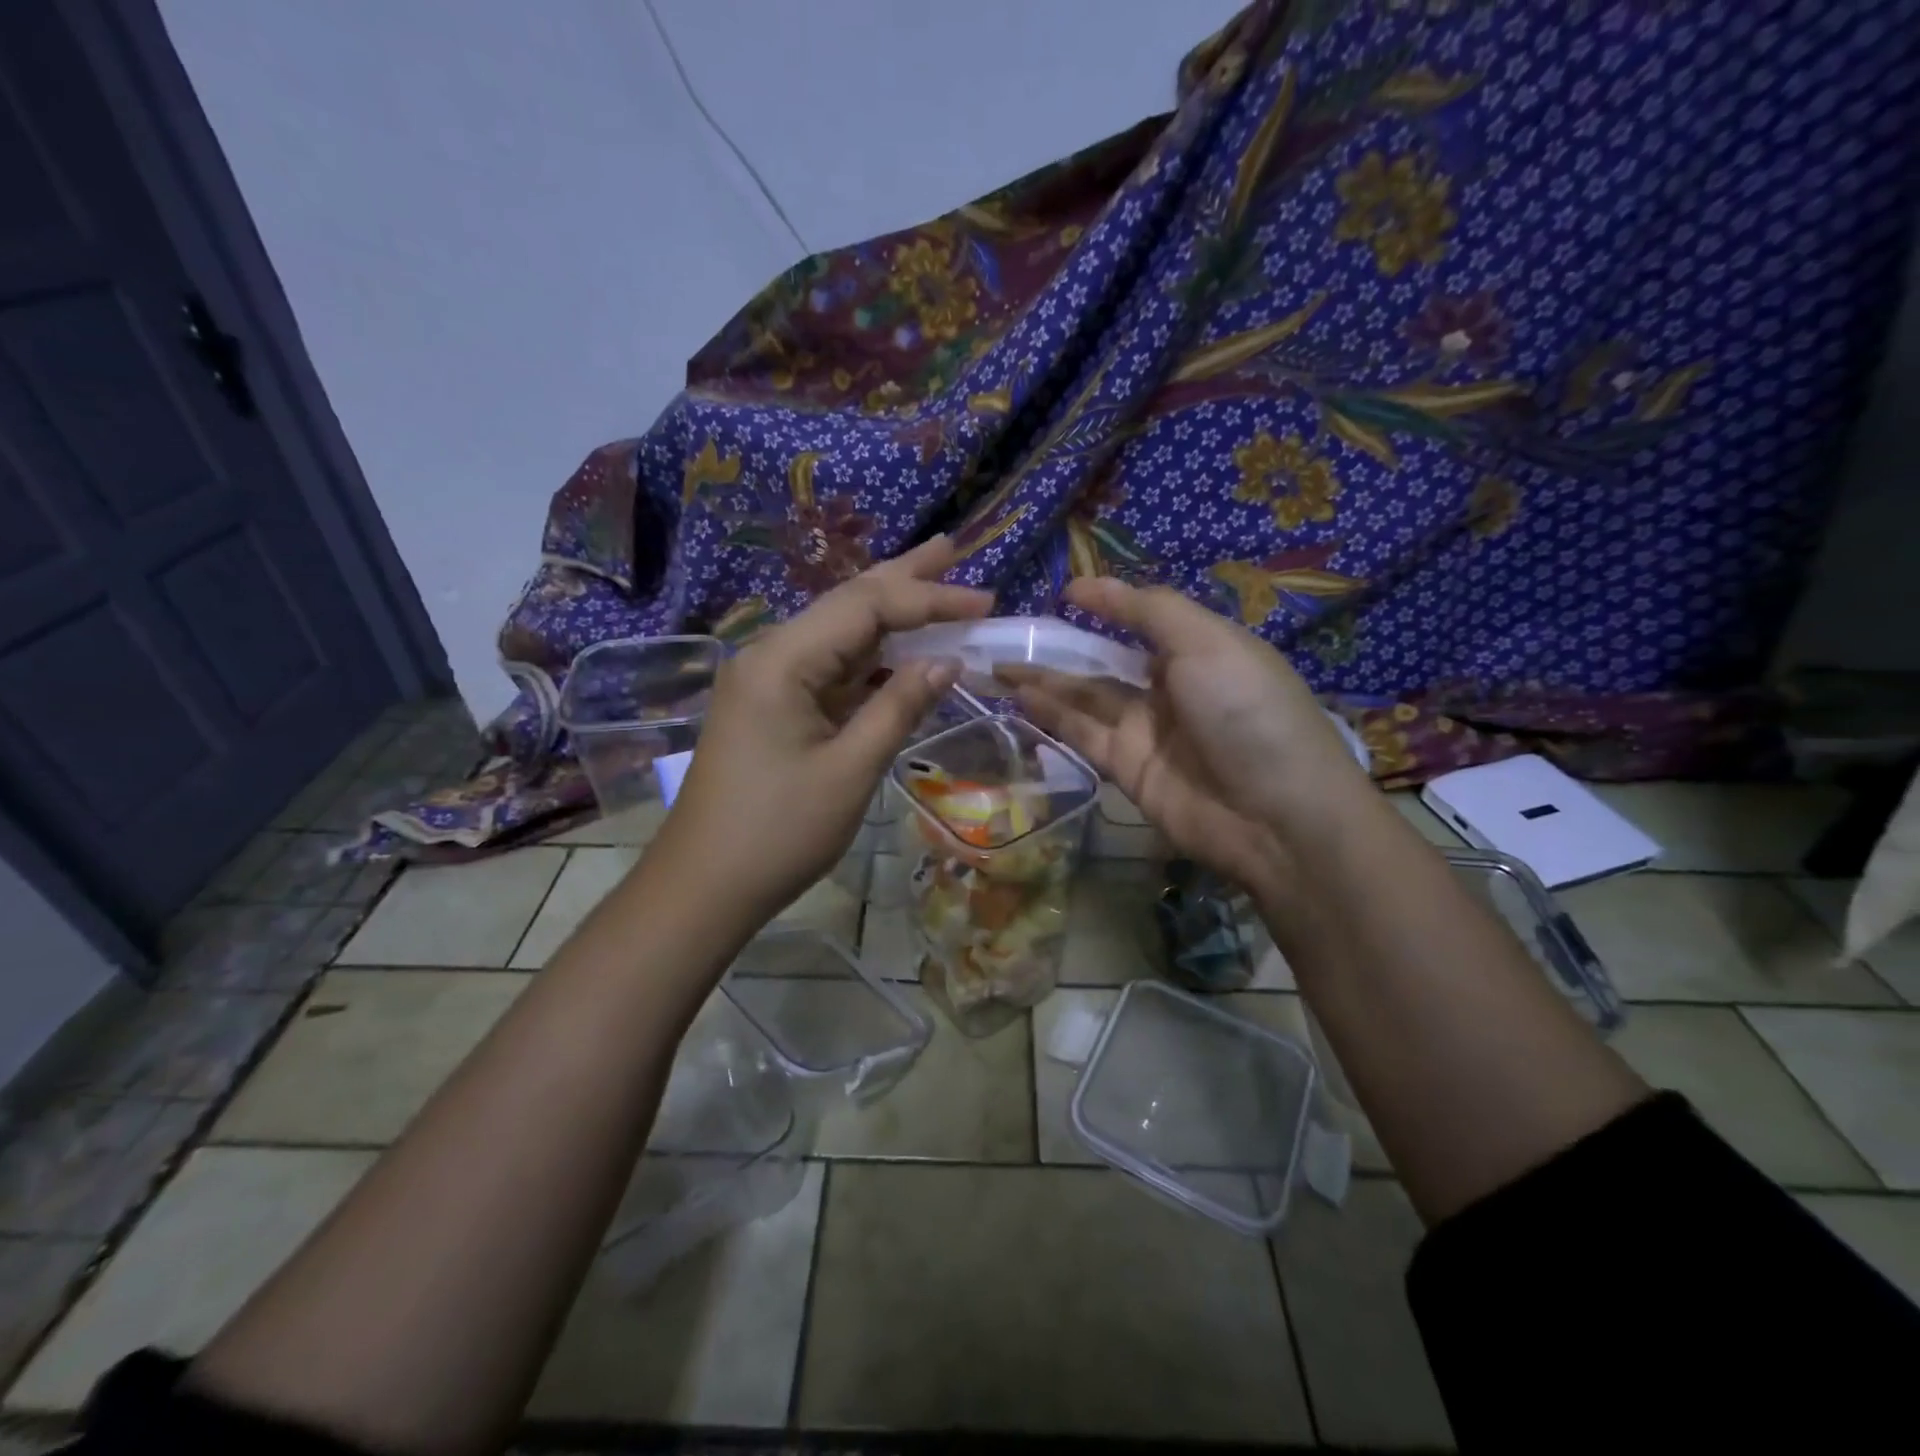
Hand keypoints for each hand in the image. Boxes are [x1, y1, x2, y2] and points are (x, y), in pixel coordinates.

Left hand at [653, 536, 991, 924]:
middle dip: (903, 578)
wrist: (705, 886)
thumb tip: (946, 660)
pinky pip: (831, 669)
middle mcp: (771, 655)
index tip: (985, 604)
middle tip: (953, 548)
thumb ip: (899, 707)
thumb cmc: (779, 832)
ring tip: (936, 585)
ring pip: (840, 634)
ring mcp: (769, 681)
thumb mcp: (851, 770)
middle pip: (847, 603)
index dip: (929, 599)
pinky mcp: (774, 707)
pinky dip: (872, 660)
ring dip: (890, 616)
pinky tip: (901, 651)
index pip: (866, 606)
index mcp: (783, 660)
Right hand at [1000, 577, 1368, 892]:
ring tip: (999, 666)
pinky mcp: (1127, 768)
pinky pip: (1083, 734)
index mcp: (1200, 650)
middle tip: (1011, 635)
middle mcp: (1170, 687)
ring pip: (1086, 698)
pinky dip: (1052, 716)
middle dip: (1061, 648)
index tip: (1063, 593)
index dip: (1106, 604)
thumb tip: (1090, 586)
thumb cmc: (1246, 711)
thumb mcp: (1207, 642)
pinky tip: (1020, 697)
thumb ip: (1148, 611)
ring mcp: (1147, 730)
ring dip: (1045, 682)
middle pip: (1106, 661)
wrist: (1275, 815)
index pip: (1143, 619)